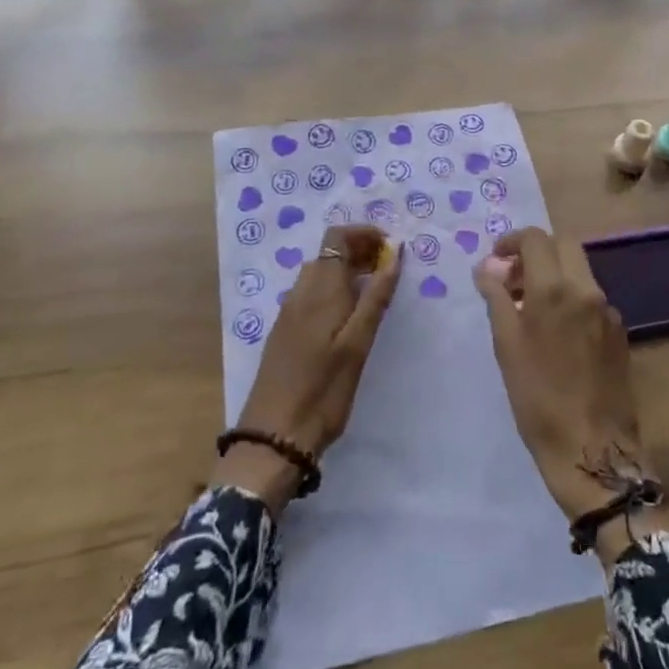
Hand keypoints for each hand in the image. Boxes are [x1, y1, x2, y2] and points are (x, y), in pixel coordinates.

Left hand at [213, 225, 399, 512]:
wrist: (274, 436)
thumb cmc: (323, 389)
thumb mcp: (358, 344)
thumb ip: (376, 296)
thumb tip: (395, 253)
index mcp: (320, 288)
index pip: (338, 236)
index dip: (365, 233)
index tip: (392, 248)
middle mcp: (301, 291)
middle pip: (329, 252)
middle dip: (361, 251)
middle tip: (390, 270)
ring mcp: (289, 311)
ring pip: (320, 272)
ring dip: (348, 270)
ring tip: (376, 291)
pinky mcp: (285, 330)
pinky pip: (312, 292)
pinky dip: (335, 289)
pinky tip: (349, 316)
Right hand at [474, 228, 668, 562]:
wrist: (593, 451)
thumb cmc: (539, 398)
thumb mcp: (506, 346)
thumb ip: (497, 297)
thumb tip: (487, 267)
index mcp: (555, 289)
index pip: (535, 239)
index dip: (511, 241)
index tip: (496, 260)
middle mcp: (586, 290)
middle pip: (563, 245)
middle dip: (536, 252)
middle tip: (514, 278)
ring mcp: (608, 311)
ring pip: (579, 270)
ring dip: (554, 274)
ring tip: (530, 307)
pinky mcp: (619, 332)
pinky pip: (591, 298)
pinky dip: (571, 297)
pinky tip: (557, 332)